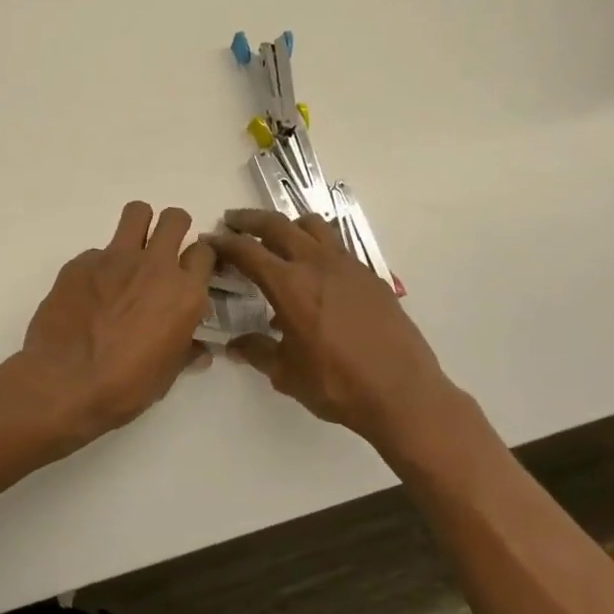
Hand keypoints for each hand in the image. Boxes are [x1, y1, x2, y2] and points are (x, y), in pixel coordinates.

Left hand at [20, 201, 215, 437]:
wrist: (64, 383)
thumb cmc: (125, 386)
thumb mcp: (167, 375)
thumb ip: (185, 351)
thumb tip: (199, 351)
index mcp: (184, 294)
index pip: (204, 253)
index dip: (198, 259)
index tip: (190, 270)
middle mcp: (155, 266)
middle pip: (174, 218)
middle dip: (174, 227)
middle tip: (163, 249)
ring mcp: (115, 258)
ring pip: (137, 213)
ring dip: (139, 225)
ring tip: (130, 252)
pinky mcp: (80, 262)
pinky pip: (97, 251)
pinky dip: (98, 267)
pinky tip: (88, 294)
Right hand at [208, 209, 465, 446]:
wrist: (403, 393)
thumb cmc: (337, 385)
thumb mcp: (286, 374)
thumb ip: (257, 351)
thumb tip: (235, 345)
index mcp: (289, 285)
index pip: (247, 250)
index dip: (224, 242)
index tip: (210, 241)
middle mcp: (316, 264)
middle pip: (277, 225)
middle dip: (250, 220)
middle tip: (233, 222)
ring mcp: (347, 265)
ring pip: (312, 225)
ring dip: (288, 224)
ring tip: (277, 237)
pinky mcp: (370, 275)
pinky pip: (337, 244)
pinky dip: (317, 243)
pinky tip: (315, 268)